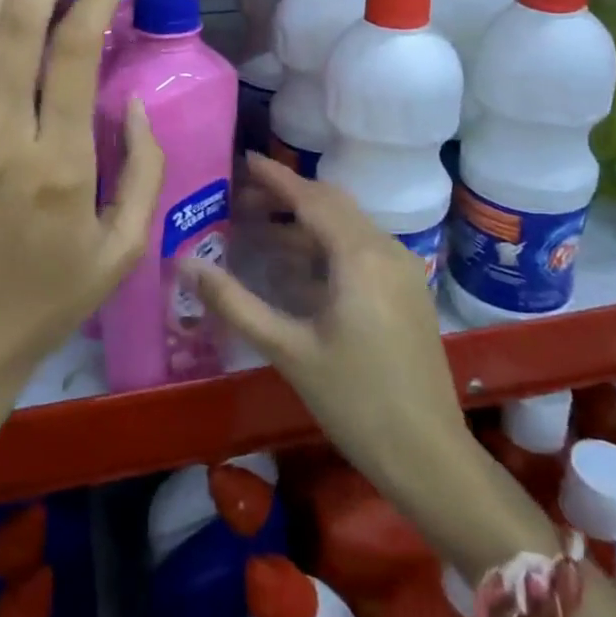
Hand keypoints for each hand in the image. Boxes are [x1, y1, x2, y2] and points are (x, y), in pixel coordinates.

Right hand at [186, 154, 475, 511]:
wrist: (429, 457)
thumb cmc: (355, 402)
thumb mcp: (289, 351)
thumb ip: (235, 303)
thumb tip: (186, 265)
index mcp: (360, 256)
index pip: (311, 198)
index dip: (276, 177)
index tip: (244, 159)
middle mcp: (386, 250)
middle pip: (332, 205)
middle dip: (287, 196)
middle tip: (241, 198)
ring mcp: (402, 270)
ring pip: (347, 227)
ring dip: (305, 222)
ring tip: (259, 230)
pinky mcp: (407, 291)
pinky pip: (361, 249)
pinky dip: (326, 246)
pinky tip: (296, 269)